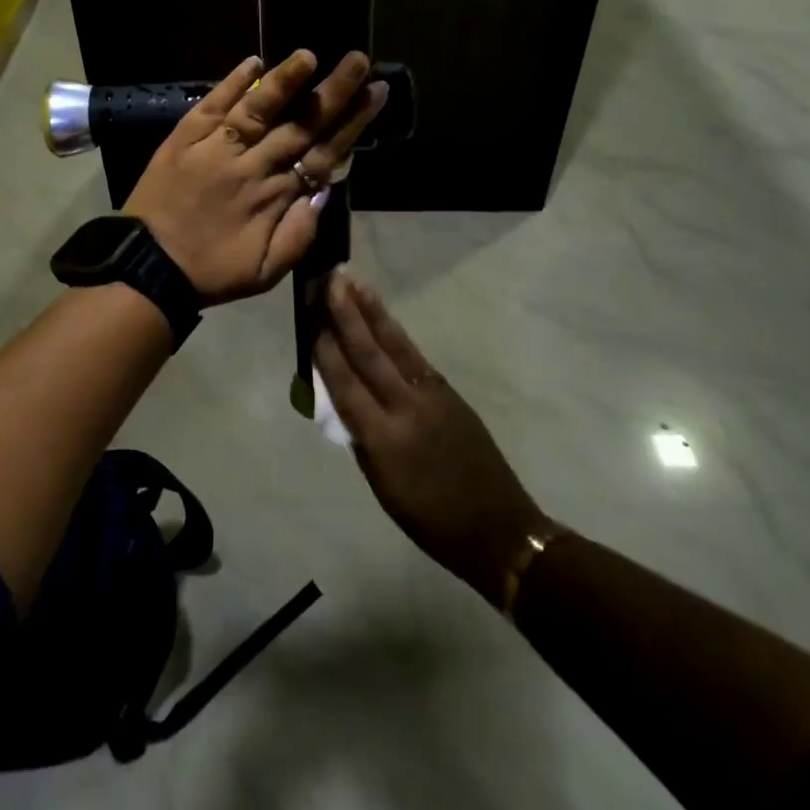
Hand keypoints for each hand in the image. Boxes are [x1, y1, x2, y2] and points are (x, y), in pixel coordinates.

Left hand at [125, 50, 387, 305]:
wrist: (147, 269)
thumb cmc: (212, 272)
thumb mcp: (267, 271)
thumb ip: (301, 233)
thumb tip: (325, 190)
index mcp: (276, 197)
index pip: (323, 152)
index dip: (353, 122)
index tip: (375, 93)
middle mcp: (252, 165)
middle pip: (300, 124)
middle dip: (333, 92)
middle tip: (359, 59)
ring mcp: (216, 148)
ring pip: (258, 109)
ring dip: (285, 81)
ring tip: (310, 54)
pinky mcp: (184, 138)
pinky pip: (212, 106)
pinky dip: (231, 83)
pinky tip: (253, 63)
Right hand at [316, 270, 549, 603]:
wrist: (499, 528)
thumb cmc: (431, 521)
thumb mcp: (383, 489)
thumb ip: (361, 439)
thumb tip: (342, 400)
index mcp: (384, 441)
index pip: (346, 385)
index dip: (326, 350)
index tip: (310, 317)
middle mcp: (407, 409)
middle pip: (370, 354)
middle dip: (346, 315)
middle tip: (329, 281)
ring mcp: (433, 396)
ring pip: (396, 346)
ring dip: (372, 312)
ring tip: (354, 283)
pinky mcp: (450, 392)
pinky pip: (415, 357)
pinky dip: (396, 334)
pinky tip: (382, 318)